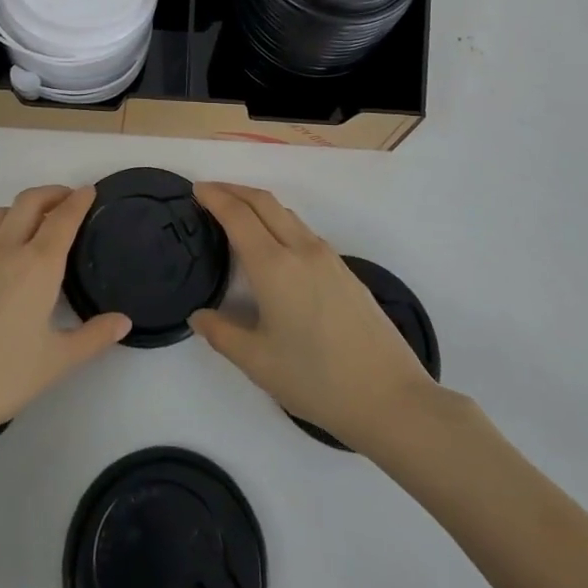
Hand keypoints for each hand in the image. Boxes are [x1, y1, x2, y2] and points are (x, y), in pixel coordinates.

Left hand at [0, 186, 129, 455]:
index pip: (63, 218)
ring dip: (20, 209)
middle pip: (29, 202)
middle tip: (67, 200)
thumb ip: (93, 337)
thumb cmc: (1, 377)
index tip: (90, 191)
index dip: (79, 201)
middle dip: (51, 193)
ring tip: (32, 224)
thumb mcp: (56, 362)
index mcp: (38, 265)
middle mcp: (6, 250)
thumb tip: (124, 321)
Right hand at [190, 182, 436, 451]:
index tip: (196, 189)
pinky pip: (303, 231)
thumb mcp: (259, 363)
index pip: (238, 215)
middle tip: (210, 192)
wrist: (391, 398)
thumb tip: (198, 316)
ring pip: (287, 214)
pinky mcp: (346, 271)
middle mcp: (302, 250)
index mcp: (275, 267)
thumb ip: (222, 335)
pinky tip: (274, 246)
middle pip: (264, 201)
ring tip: (237, 215)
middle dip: (234, 190)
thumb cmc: (318, 381)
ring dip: (258, 204)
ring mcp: (329, 258)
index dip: (214, 197)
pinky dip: (279, 222)